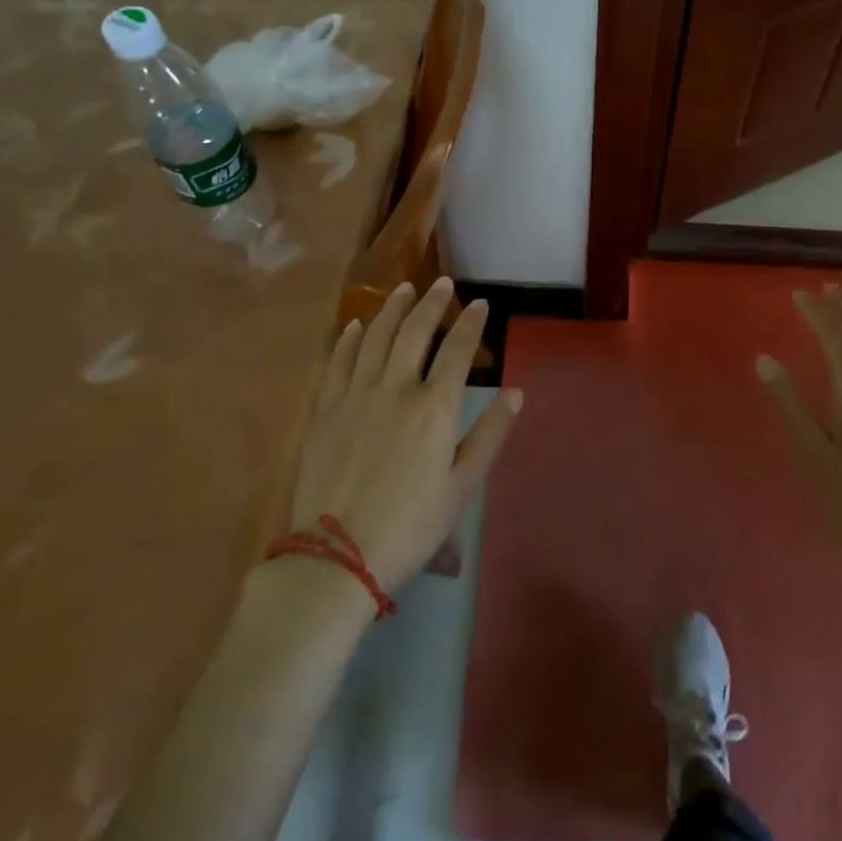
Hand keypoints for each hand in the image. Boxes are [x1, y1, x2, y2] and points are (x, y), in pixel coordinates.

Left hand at [284, 278, 519, 592]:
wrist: (336, 556)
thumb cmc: (410, 525)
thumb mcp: (462, 487)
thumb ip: (489, 436)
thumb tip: (515, 393)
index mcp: (435, 407)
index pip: (458, 350)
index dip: (471, 323)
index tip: (480, 304)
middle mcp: (396, 388)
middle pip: (415, 331)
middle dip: (432, 302)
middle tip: (442, 283)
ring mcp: (356, 395)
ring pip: (377, 337)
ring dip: (392, 308)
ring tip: (403, 289)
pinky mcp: (326, 409)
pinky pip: (339, 361)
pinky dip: (351, 338)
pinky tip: (358, 324)